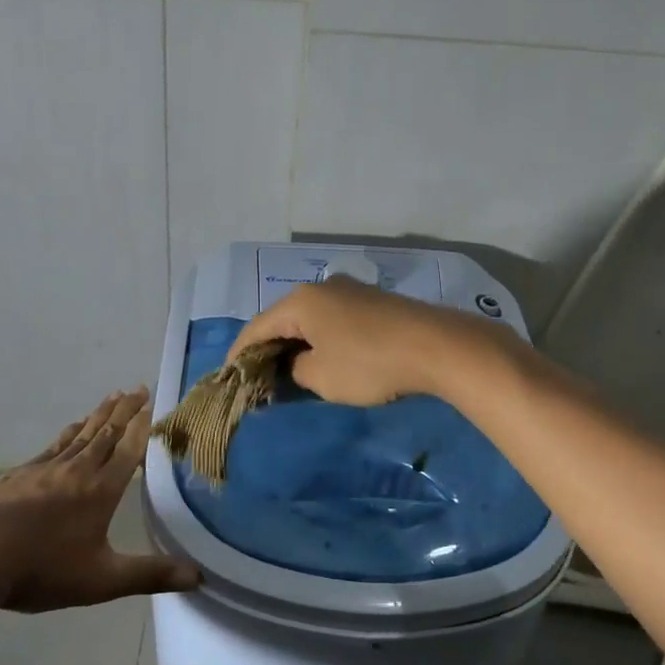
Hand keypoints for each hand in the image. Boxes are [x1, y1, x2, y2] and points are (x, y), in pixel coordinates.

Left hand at [0, 388, 200, 611]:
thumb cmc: (44, 569)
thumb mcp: (103, 580)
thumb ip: (149, 574)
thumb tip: (198, 576)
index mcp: (101, 490)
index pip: (128, 450)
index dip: (142, 426)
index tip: (152, 403)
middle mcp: (78, 470)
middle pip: (107, 433)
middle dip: (125, 410)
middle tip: (138, 388)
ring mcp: (47, 468)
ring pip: (81, 434)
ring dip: (100, 415)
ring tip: (112, 397)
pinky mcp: (21, 473)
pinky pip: (55, 444)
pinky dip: (70, 431)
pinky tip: (72, 427)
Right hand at [226, 277, 502, 405]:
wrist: (436, 346)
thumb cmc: (369, 362)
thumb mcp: (322, 377)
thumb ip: (296, 370)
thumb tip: (297, 365)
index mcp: (300, 301)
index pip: (257, 327)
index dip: (239, 353)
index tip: (229, 376)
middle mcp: (322, 287)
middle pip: (283, 319)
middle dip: (269, 347)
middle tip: (258, 376)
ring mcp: (351, 290)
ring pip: (310, 318)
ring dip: (297, 343)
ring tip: (290, 370)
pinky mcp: (374, 301)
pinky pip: (334, 319)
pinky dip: (322, 338)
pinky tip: (325, 357)